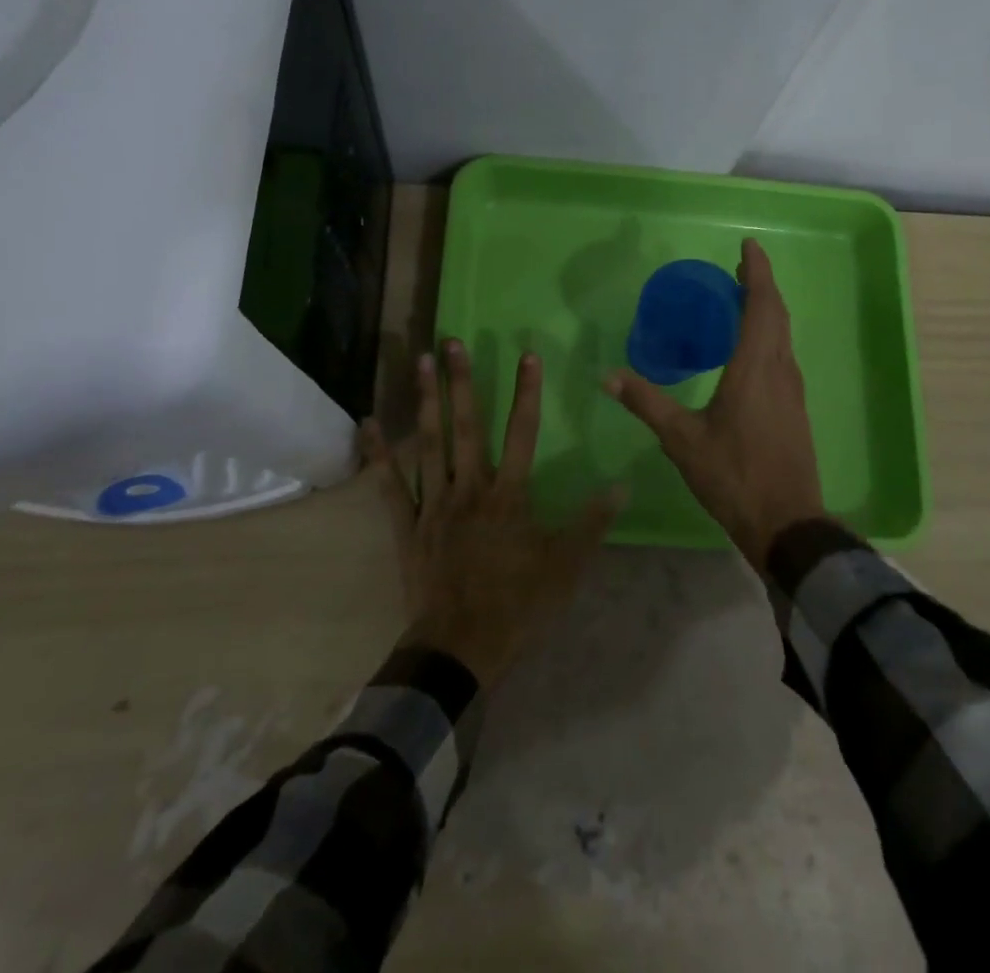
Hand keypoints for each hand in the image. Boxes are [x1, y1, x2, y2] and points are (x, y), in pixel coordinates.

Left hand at [362, 339, 621, 687]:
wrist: (460, 647)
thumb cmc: (517, 605)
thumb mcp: (565, 567)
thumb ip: (591, 523)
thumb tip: (621, 484)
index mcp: (509, 495)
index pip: (523, 432)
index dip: (526, 392)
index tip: (527, 355)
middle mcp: (470, 488)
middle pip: (468, 426)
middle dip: (462, 381)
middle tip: (453, 341)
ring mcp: (435, 503)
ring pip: (429, 443)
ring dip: (426, 401)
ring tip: (421, 362)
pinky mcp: (408, 524)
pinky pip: (390, 483)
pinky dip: (379, 453)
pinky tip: (368, 422)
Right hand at [606, 238, 825, 568]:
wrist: (787, 522)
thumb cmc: (733, 475)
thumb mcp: (682, 439)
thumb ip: (647, 403)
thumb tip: (607, 376)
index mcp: (755, 368)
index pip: (760, 306)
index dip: (756, 272)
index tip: (748, 246)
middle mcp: (780, 370)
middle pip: (777, 314)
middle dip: (760, 285)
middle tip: (738, 267)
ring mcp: (793, 390)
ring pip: (783, 335)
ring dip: (767, 309)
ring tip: (742, 299)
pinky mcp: (795, 408)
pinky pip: (783, 355)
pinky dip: (769, 335)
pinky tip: (750, 349)